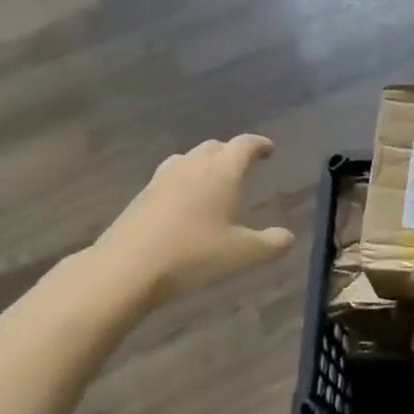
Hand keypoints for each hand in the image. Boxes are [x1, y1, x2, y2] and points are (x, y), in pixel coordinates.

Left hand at [89, 135, 295, 307]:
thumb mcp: (240, 254)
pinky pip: (169, 177)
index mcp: (221, 172)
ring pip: (188, 159)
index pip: (243, 145)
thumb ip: (269, 244)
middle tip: (242, 165)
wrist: (125, 268)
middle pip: (214, 146)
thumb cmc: (192, 254)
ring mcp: (162, 179)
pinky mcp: (141, 197)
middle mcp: (192, 167)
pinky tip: (183, 204)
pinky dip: (183, 181)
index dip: (258, 145)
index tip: (268, 149)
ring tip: (212, 180)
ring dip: (204, 163)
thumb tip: (288, 237)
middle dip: (231, 152)